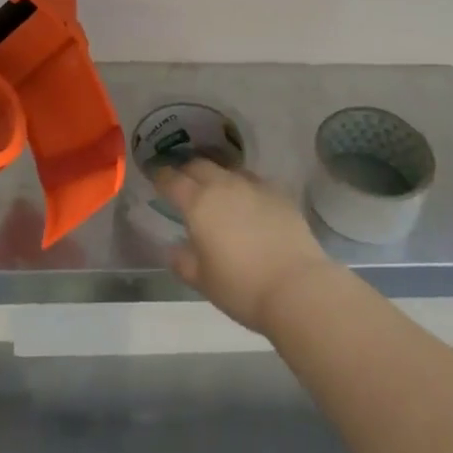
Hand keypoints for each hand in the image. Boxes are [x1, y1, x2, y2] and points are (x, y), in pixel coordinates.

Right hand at [154, 159, 339, 334]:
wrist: (296, 287)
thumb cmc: (241, 287)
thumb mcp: (202, 281)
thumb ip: (183, 261)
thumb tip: (174, 249)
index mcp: (199, 203)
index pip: (172, 180)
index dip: (161, 176)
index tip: (155, 176)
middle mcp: (224, 185)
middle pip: (200, 165)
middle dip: (187, 170)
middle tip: (183, 181)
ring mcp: (254, 186)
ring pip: (228, 170)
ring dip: (217, 176)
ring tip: (216, 190)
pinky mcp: (279, 193)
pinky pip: (254, 181)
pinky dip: (243, 187)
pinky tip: (247, 202)